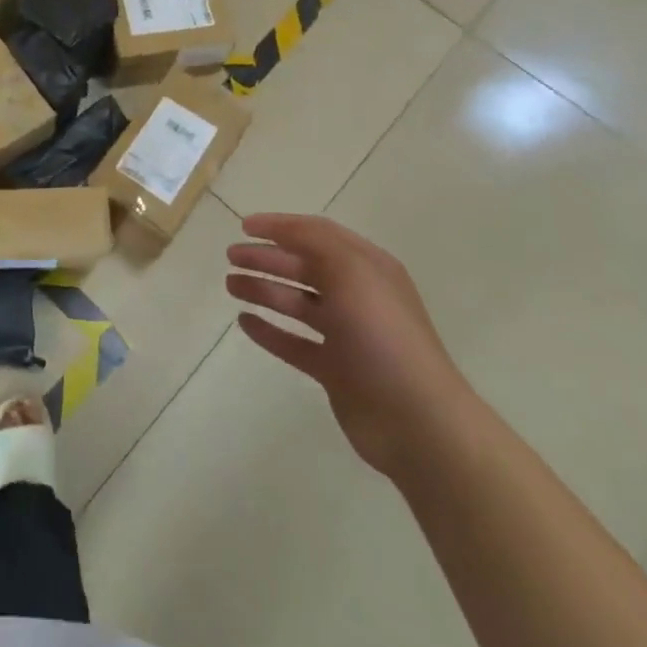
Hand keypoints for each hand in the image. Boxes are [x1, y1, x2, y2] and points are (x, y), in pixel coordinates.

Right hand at [226, 213, 476, 482]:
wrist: (416, 420)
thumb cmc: (382, 335)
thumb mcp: (351, 271)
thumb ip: (315, 243)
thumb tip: (282, 231)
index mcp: (367, 267)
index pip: (318, 234)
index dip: (281, 226)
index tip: (244, 226)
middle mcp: (357, 296)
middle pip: (303, 267)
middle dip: (266, 257)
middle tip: (231, 256)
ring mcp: (346, 335)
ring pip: (296, 303)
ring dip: (263, 290)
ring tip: (230, 285)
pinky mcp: (334, 370)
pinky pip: (294, 343)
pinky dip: (269, 331)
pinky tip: (244, 322)